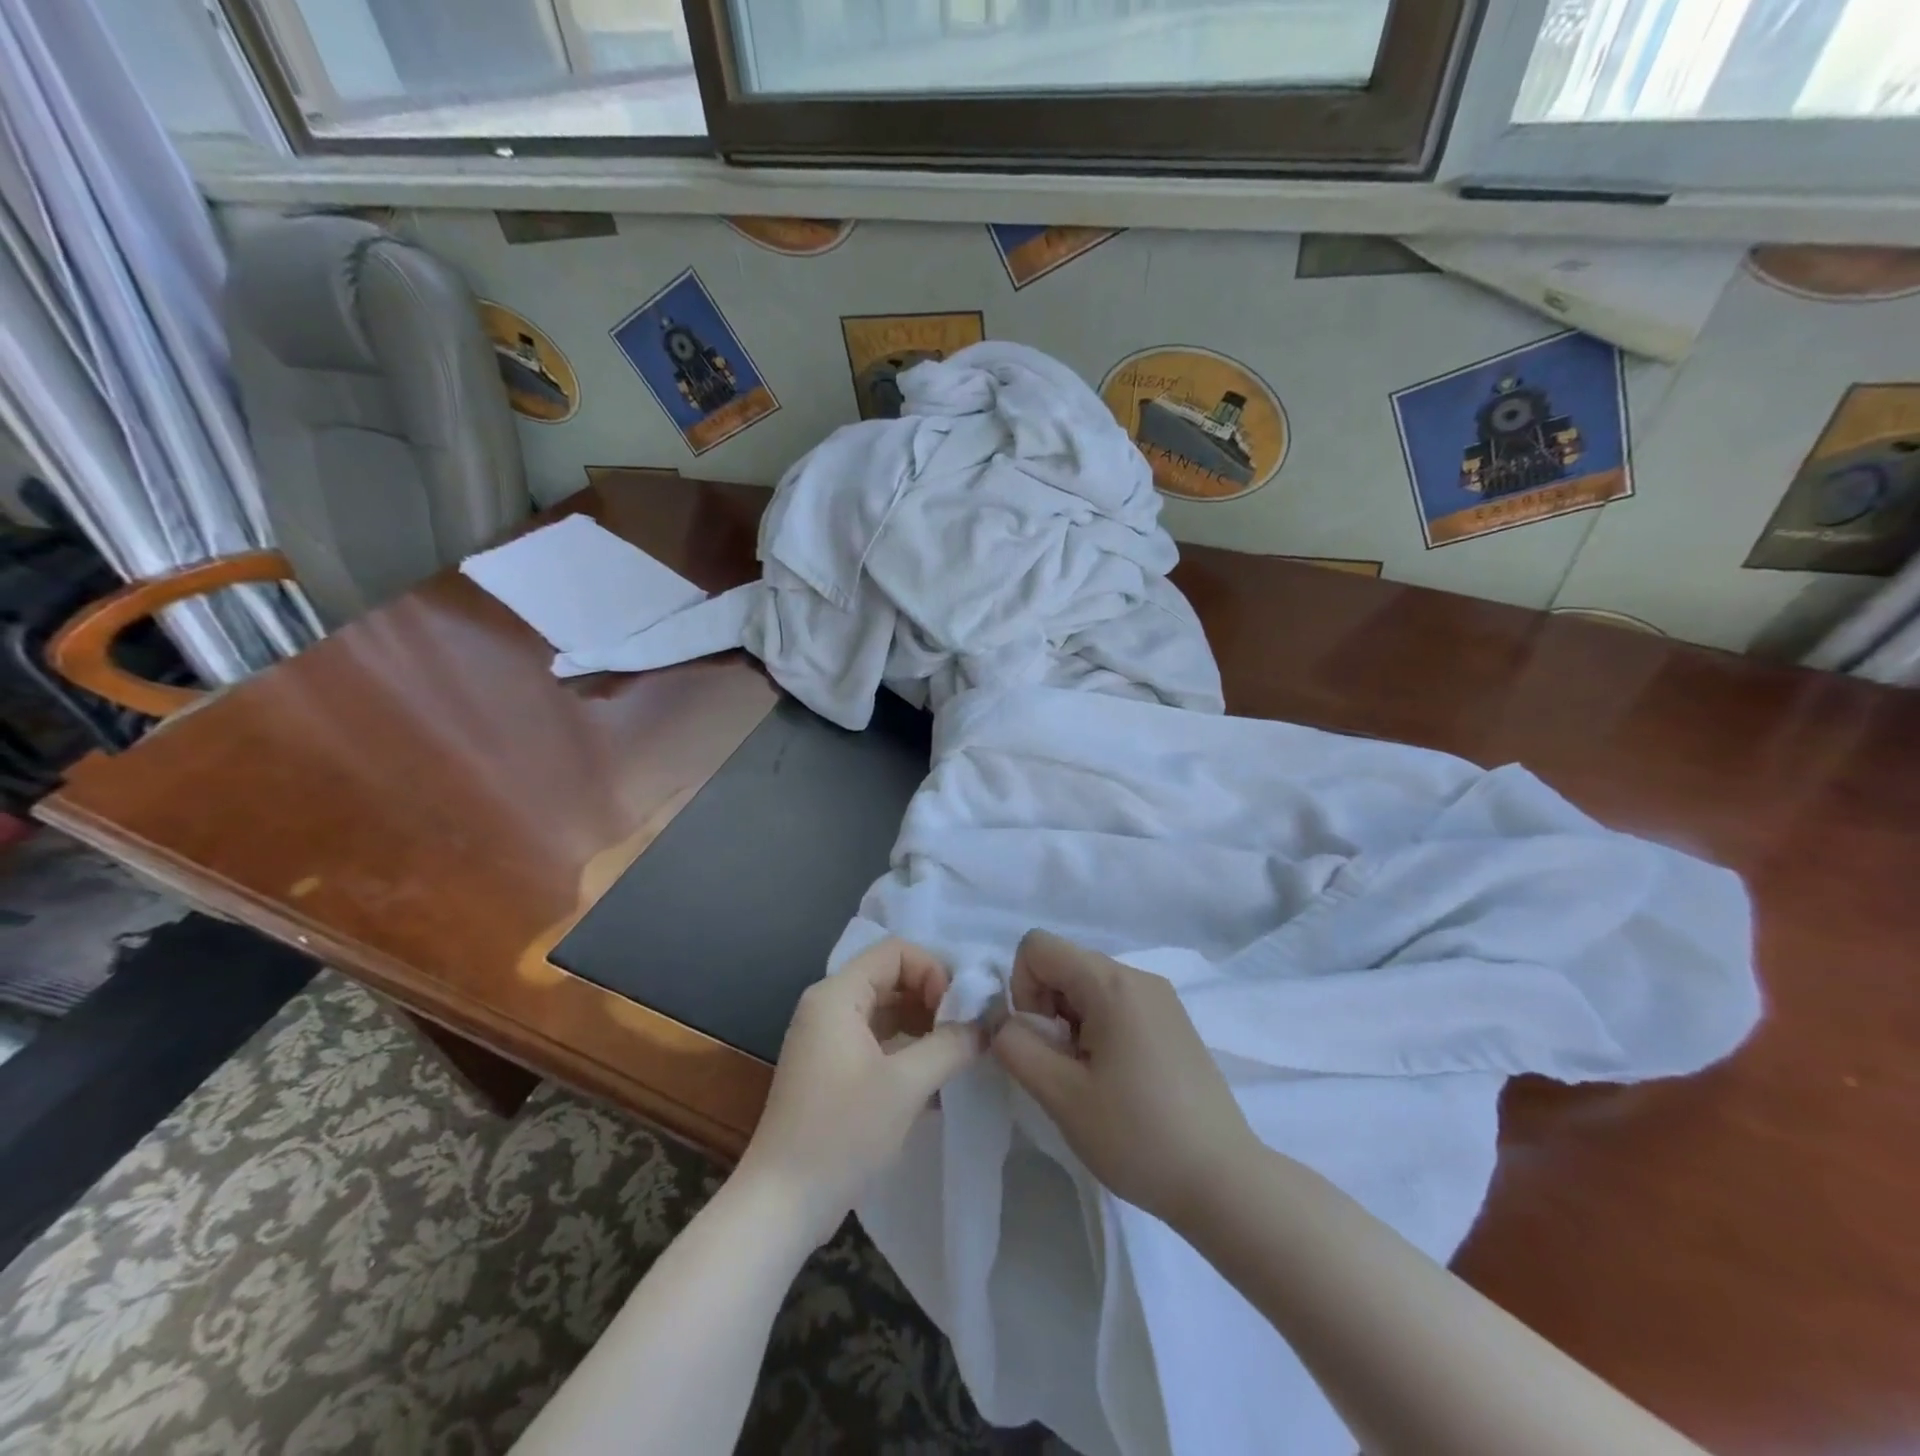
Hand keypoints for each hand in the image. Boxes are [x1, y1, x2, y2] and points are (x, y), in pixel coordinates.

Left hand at [739, 939, 979, 1244]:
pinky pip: (876, 1040)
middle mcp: (828, 1007)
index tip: (957, 1011)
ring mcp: (827, 1039)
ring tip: (956, 1056)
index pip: (895, 952)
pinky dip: (906, 1050)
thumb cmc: (842, 1132)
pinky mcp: (831, 1070)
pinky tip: (936, 1082)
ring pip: (886, 1011)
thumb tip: (985, 1025)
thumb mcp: (906, 1085)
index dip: (933, 971)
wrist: (782, 1204)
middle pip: (891, 977)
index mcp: (837, 995)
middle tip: (965, 1033)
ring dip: (923, 1026)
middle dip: (932, 998)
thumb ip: (950, 1045)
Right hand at [991, 929, 1257, 1228]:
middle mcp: (1138, 976)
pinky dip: (1099, 1029)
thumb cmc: (1137, 1135)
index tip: (1043, 1041)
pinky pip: (1116, 1003)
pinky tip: (1117, 1080)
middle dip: (1046, 1008)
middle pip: (1065, 964)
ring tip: (1091, 1079)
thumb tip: (1002, 1021)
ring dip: (1071, 1022)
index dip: (1022, 988)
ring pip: (1088, 985)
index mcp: (1111, 982)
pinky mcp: (1173, 1021)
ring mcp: (1160, 997)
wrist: (1223, 1181)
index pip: (1037, 946)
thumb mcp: (1061, 1095)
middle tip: (1064, 1067)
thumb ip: (1016, 1046)